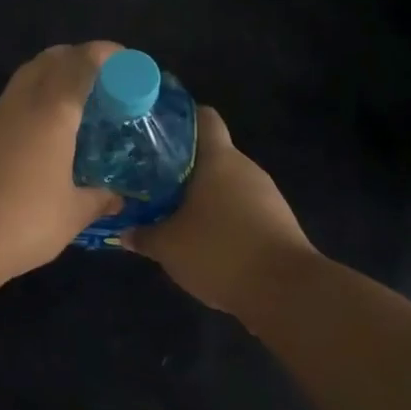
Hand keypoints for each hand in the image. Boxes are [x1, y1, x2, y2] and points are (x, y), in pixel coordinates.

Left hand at [0, 43, 123, 287]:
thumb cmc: (20, 221)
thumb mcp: (70, 216)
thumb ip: (97, 201)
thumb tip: (116, 199)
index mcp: (51, 111)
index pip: (81, 63)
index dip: (105, 54)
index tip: (125, 61)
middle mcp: (17, 104)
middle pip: (47, 61)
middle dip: (74, 59)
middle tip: (98, 82)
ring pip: (22, 84)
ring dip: (47, 85)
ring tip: (69, 115)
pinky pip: (4, 111)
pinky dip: (26, 112)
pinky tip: (34, 145)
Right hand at [123, 106, 314, 317]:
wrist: (286, 292)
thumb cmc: (220, 251)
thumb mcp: (168, 247)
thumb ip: (143, 235)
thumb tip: (124, 232)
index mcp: (219, 159)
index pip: (203, 117)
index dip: (180, 118)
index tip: (155, 130)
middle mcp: (245, 168)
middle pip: (211, 154)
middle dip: (181, 165)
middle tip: (150, 179)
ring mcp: (266, 195)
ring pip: (226, 184)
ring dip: (201, 195)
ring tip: (170, 211)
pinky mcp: (277, 222)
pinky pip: (241, 209)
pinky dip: (221, 217)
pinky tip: (202, 238)